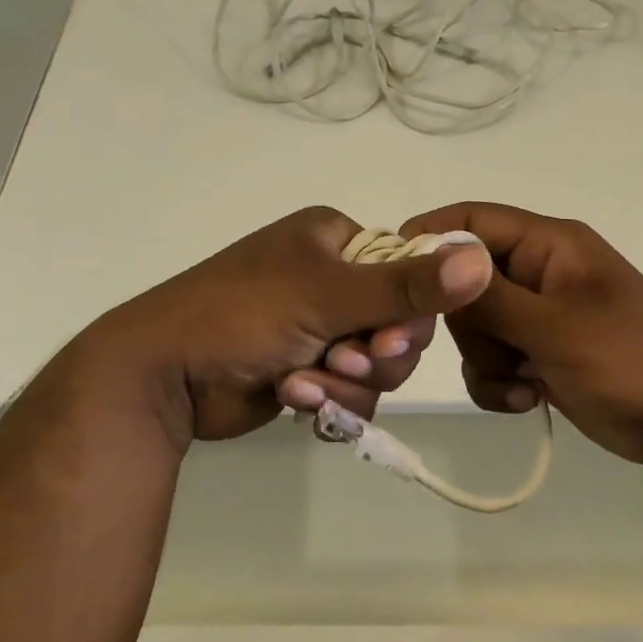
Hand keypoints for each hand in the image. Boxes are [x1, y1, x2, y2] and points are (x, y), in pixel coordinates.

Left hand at [39, 207, 493, 453]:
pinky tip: (292, 400)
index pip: (409, 270)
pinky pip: (349, 390)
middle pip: (398, 323)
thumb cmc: (241, 315)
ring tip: (305, 385)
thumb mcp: (326, 296)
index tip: (388, 339)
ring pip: (376, 364)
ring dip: (347, 383)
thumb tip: (482, 259)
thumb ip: (406, 286)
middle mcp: (330, 278)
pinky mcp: (306, 369)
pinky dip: (327, 401)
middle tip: (343, 363)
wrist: (161, 375)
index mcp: (334, 240)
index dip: (411, 311)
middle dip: (374, 355)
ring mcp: (317, 326)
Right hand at [401, 201, 642, 469]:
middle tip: (495, 351)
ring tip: (523, 383)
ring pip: (474, 327)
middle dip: (469, 325)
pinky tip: (527, 400)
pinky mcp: (537, 352)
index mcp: (547, 245)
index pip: (472, 219)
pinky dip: (498, 383)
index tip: (395, 275)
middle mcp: (536, 272)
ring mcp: (536, 314)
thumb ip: (490, 296)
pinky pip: (491, 359)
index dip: (430, 237)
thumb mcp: (555, 326)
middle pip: (464, 281)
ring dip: (486, 361)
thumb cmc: (629, 359)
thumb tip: (435, 259)